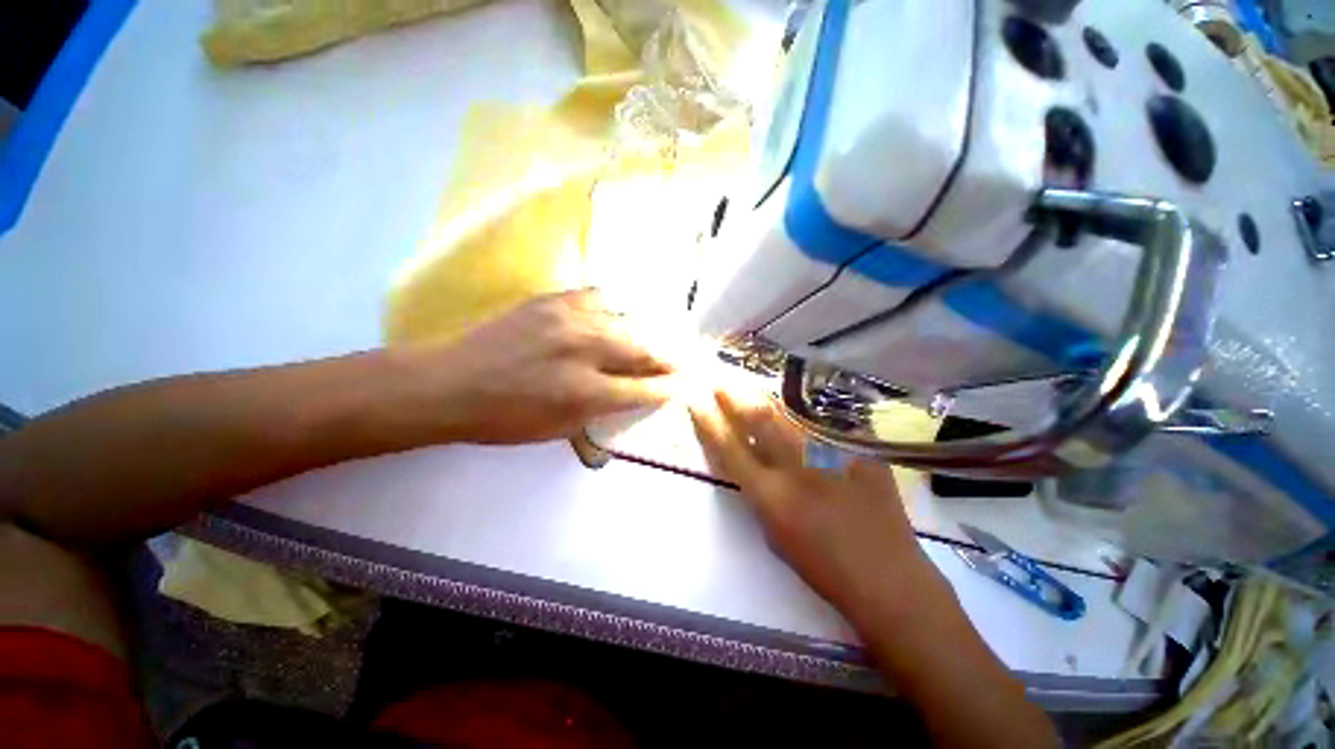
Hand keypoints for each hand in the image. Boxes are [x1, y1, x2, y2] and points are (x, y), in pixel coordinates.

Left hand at [423, 289, 678, 443]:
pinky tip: (621, 315)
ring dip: (648, 331)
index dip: (669, 388)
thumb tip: (630, 393)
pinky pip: (600, 296)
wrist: (451, 383)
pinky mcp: (554, 300)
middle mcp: (585, 350)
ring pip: (628, 319)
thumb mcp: (559, 429)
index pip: (644, 389)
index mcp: (585, 391)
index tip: (683, 386)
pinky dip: (617, 307)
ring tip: (658, 337)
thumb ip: (601, 409)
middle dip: (669, 358)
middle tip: (681, 361)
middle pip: (644, 350)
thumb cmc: (504, 418)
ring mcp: (570, 319)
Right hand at [689, 388, 939, 617]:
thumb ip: (758, 489)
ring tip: (751, 389)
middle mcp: (797, 468)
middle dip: (735, 394)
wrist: (887, 578)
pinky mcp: (860, 451)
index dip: (709, 421)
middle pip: (759, 417)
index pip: (729, 447)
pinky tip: (797, 414)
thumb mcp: (773, 532)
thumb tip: (748, 453)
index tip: (697, 400)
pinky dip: (802, 418)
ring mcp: (832, 455)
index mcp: (770, 496)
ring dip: (765, 399)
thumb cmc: (821, 566)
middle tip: (722, 381)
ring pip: (789, 414)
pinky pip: (822, 426)